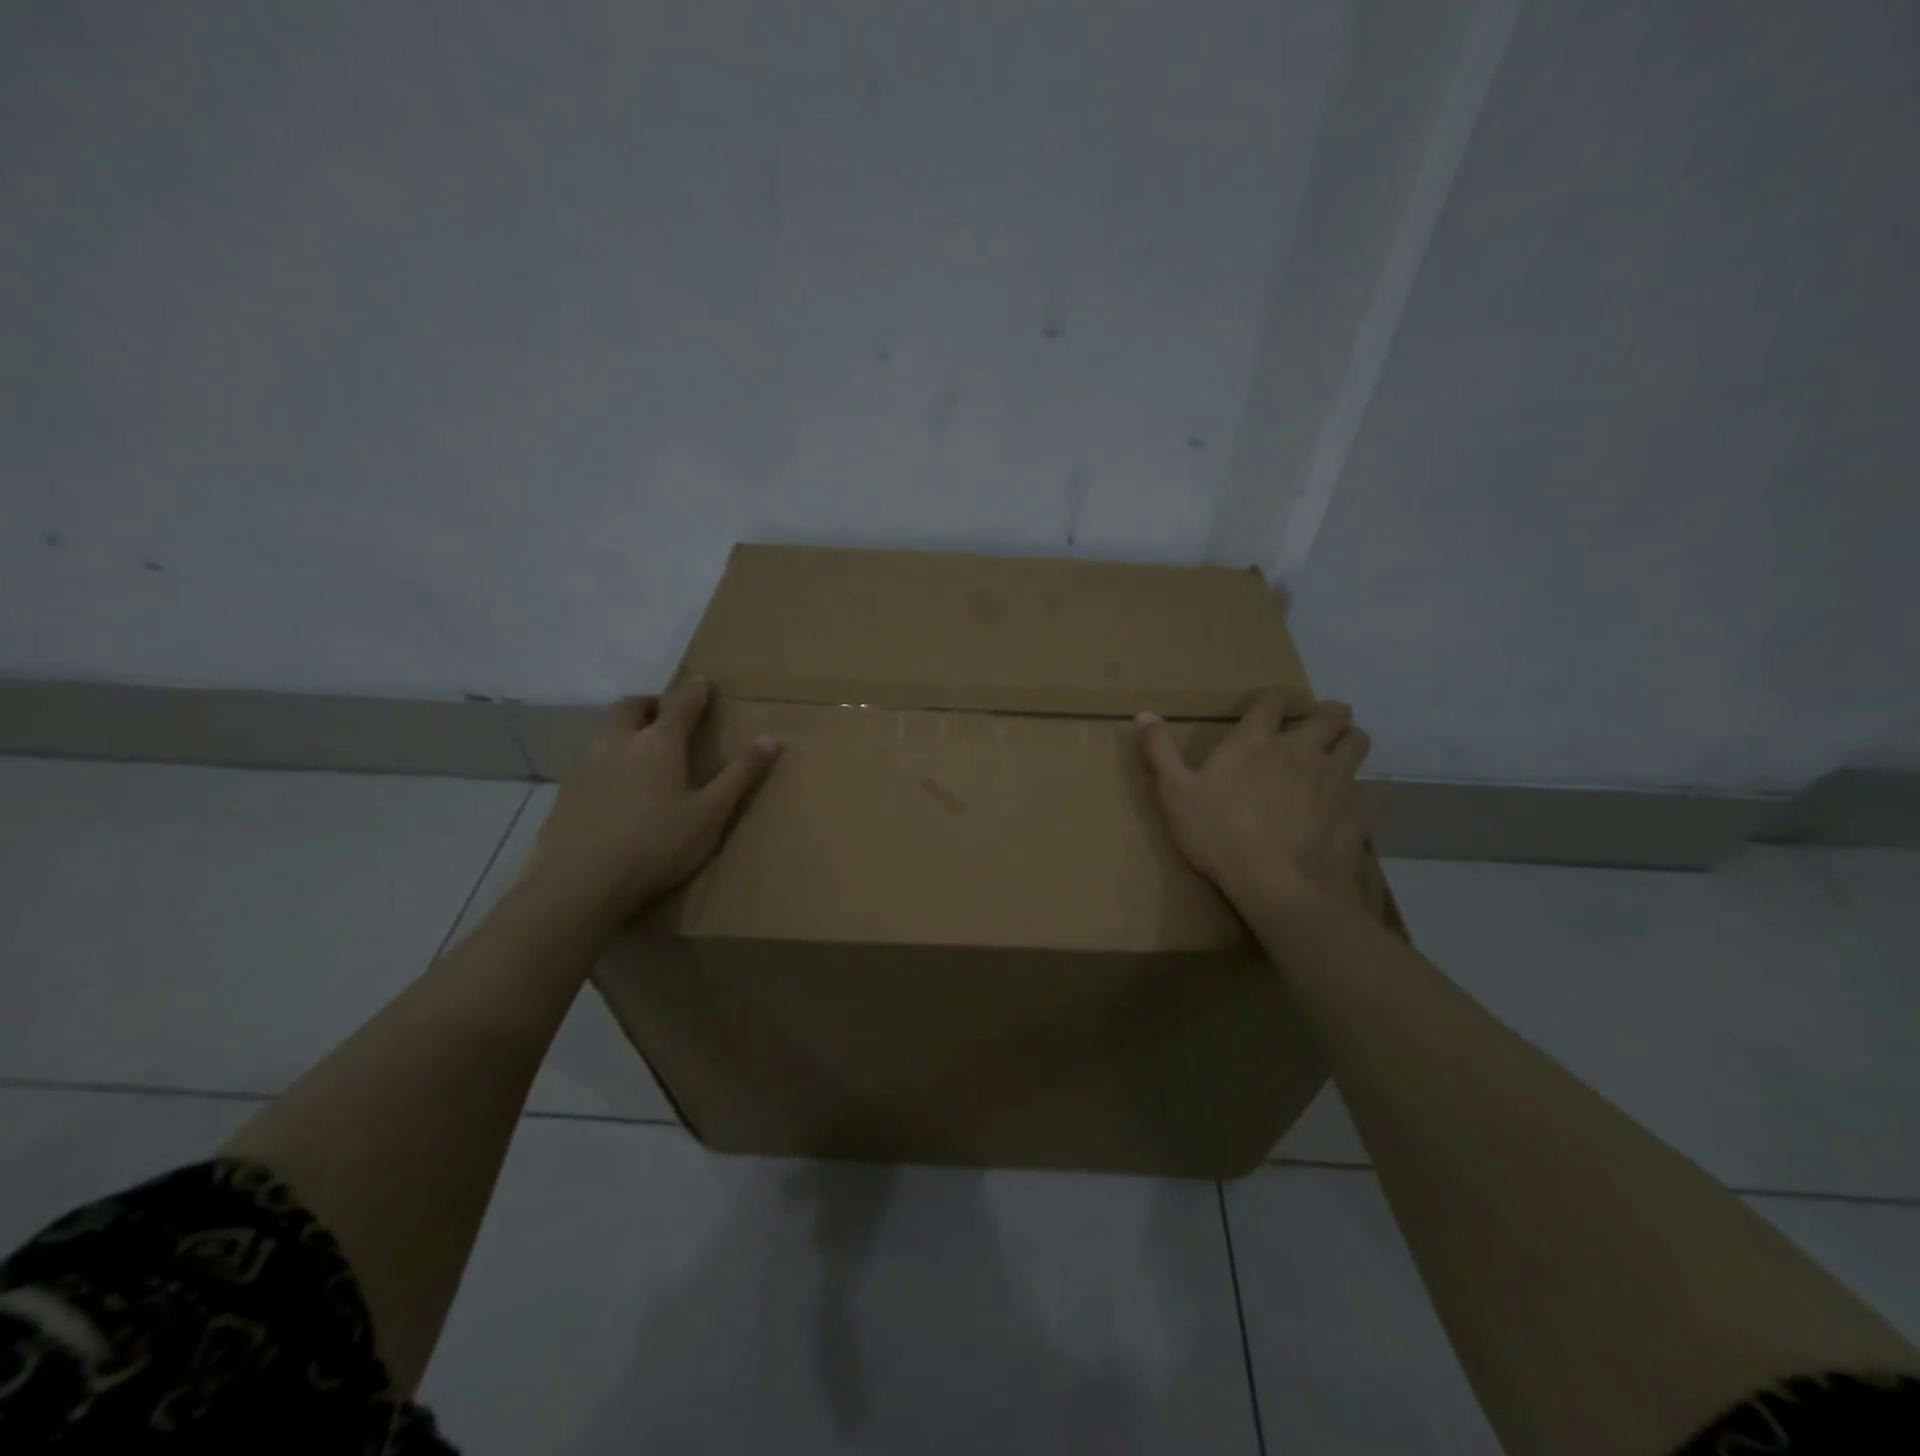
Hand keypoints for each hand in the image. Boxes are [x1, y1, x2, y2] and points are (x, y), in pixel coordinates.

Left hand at [516, 677, 779, 921]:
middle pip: (630, 708)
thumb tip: (770, 739)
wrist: (580, 883)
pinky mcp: (566, 795)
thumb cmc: (657, 845)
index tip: (703, 681)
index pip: (679, 705)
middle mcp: (619, 745)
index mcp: (658, 745)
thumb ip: (740, 776)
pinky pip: (589, 763)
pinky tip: (614, 789)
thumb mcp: (711, 814)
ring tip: (641, 748)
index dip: (694, 691)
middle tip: (665, 713)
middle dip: (650, 703)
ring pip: (605, 733)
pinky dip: (607, 762)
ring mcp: (587, 768)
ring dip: (625, 729)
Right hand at [1136, 686, 1371, 917]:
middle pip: (1331, 713)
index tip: (1269, 706)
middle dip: (1325, 713)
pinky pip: (1375, 793)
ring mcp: (1335, 781)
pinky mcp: (1357, 813)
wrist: (1278, 887)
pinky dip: (1368, 793)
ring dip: (1349, 742)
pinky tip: (1356, 804)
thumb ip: (1160, 752)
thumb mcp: (1176, 794)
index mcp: (1256, 743)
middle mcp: (1301, 751)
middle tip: (1313, 728)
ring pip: (1359, 743)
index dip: (1272, 698)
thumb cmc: (1219, 836)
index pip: (1271, 700)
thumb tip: (1143, 714)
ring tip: (1335, 757)